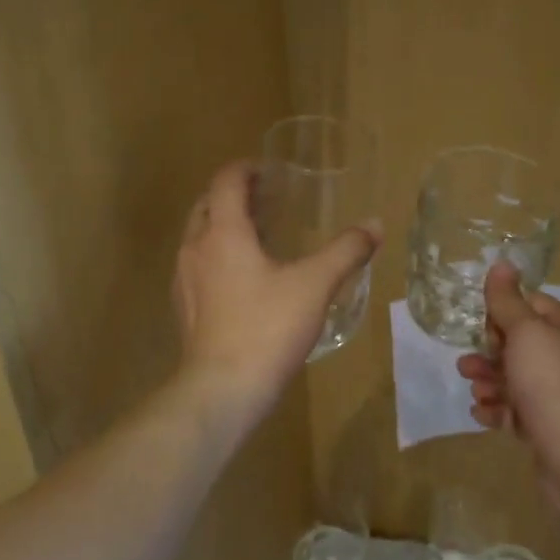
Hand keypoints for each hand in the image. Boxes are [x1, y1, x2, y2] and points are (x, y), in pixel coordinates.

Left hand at [173, 161, 378, 412]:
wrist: (222, 390)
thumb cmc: (267, 328)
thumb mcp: (315, 286)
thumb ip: (346, 252)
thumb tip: (374, 225)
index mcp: (223, 233)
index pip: (225, 182)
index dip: (245, 169)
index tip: (269, 171)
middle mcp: (195, 248)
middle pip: (207, 204)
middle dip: (234, 196)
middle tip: (267, 200)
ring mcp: (184, 279)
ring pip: (199, 236)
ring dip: (224, 225)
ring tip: (259, 235)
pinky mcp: (184, 307)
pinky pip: (198, 265)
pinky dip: (217, 255)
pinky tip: (244, 279)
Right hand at [456, 262, 559, 500]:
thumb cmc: (552, 384)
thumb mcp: (526, 333)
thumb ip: (508, 301)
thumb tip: (501, 263)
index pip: (533, 305)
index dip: (504, 310)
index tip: (480, 323)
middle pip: (520, 344)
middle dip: (489, 350)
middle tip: (468, 361)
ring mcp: (559, 396)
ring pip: (515, 378)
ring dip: (489, 380)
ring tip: (472, 389)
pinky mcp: (548, 428)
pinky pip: (516, 411)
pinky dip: (497, 410)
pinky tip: (481, 413)